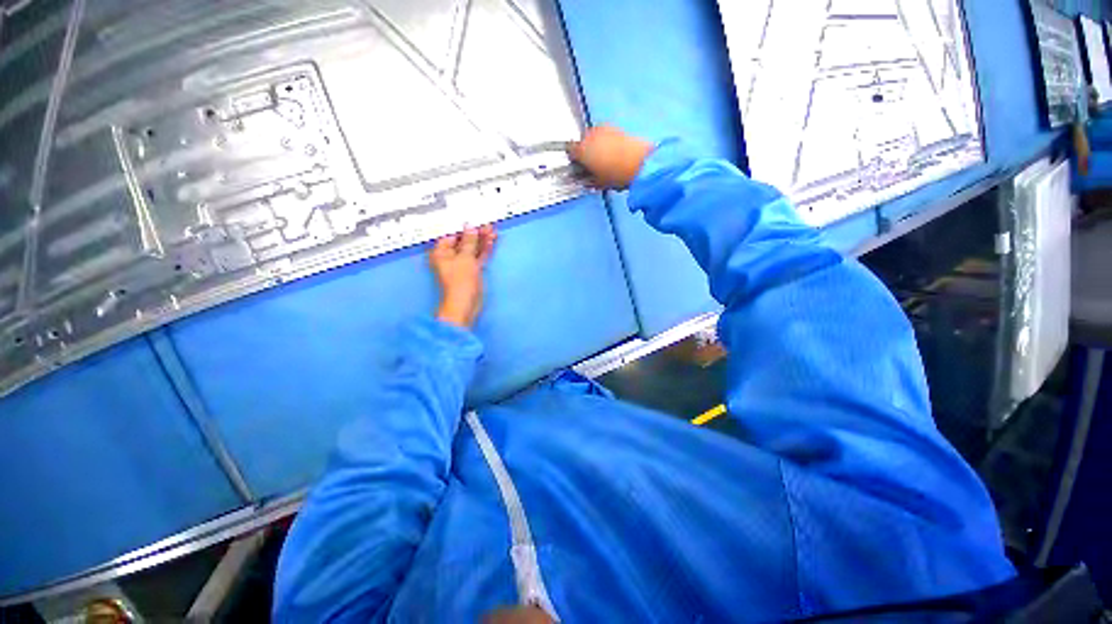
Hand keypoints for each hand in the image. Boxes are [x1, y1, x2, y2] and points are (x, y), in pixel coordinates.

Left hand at [430, 225, 496, 328]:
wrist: (465, 304)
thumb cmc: (460, 281)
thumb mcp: (465, 258)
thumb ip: (470, 241)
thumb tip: (471, 226)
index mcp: (441, 251)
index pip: (452, 233)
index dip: (463, 225)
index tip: (475, 217)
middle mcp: (450, 256)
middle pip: (464, 240)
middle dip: (476, 232)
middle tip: (487, 224)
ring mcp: (462, 263)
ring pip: (473, 248)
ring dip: (482, 240)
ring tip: (493, 230)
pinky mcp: (472, 270)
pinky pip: (478, 256)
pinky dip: (484, 250)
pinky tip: (492, 242)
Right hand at [568, 125, 654, 189]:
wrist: (640, 163)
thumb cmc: (616, 175)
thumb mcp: (598, 182)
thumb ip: (588, 178)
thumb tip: (586, 176)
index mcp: (581, 149)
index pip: (570, 151)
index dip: (574, 160)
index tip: (579, 168)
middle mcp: (590, 134)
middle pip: (582, 142)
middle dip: (586, 151)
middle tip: (592, 164)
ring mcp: (604, 128)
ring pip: (594, 137)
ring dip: (596, 146)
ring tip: (605, 159)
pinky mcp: (617, 127)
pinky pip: (606, 135)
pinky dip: (607, 142)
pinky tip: (614, 153)